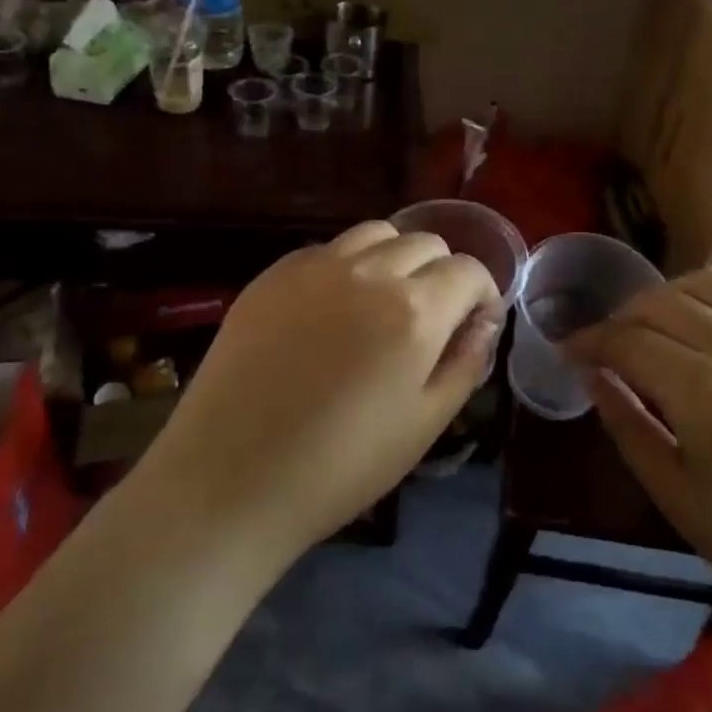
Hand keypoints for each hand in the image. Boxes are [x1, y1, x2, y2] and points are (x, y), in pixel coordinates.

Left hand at [141, 221, 501, 565]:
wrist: (229, 478)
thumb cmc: (340, 465)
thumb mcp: (424, 425)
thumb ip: (465, 364)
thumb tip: (482, 324)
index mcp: (414, 309)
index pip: (468, 270)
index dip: (482, 294)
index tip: (474, 323)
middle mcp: (368, 270)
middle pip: (425, 241)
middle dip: (441, 273)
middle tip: (430, 318)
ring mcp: (314, 266)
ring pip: (375, 233)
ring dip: (395, 258)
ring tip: (382, 303)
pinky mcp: (272, 274)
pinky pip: (326, 250)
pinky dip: (346, 266)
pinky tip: (331, 310)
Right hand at [569, 267, 711, 648]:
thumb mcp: (678, 497)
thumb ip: (627, 424)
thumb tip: (593, 375)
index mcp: (706, 391)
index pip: (628, 340)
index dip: (589, 342)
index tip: (567, 352)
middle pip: (661, 302)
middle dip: (620, 318)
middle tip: (603, 349)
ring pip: (707, 286)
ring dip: (665, 299)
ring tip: (651, 332)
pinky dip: (710, 308)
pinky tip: (705, 344)